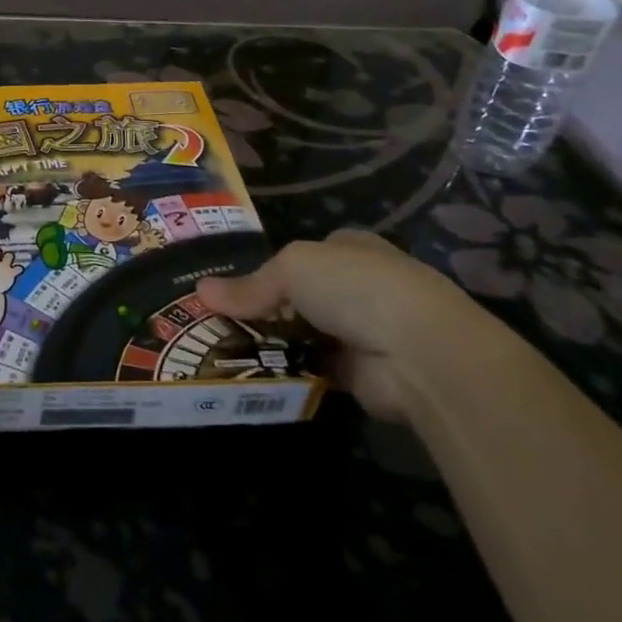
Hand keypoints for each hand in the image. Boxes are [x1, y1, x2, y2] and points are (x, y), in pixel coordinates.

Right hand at [197, 230, 507, 420]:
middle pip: (298, 296)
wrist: (421, 354)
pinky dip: (287, 371)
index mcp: (349, 248)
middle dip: (263, 309)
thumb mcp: (291, 269)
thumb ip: (248, 285)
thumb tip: (200, 291)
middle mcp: (358, 286)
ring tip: (221, 349)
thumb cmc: (356, 288)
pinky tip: (252, 373)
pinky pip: (311, 368)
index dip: (265, 269)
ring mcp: (362, 331)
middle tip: (216, 322)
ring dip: (273, 342)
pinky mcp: (360, 373)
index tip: (228, 289)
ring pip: (302, 333)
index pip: (299, 255)